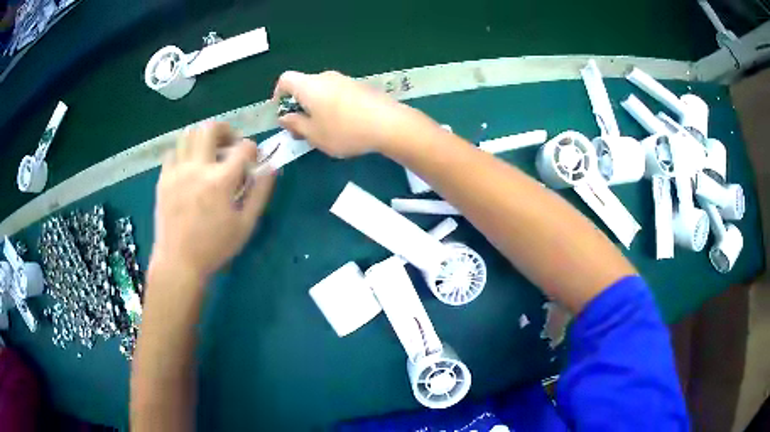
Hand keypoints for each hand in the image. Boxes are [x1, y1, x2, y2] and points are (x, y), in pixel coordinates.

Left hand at [151, 122, 274, 280]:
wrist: (178, 262)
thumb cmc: (215, 246)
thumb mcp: (245, 224)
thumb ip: (260, 192)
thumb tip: (271, 166)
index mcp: (221, 180)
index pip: (244, 147)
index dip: (253, 149)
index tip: (252, 160)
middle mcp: (198, 168)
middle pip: (211, 128)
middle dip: (226, 130)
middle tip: (229, 144)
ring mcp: (177, 171)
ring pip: (188, 134)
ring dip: (203, 138)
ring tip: (208, 153)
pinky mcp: (163, 179)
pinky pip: (172, 152)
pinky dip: (183, 153)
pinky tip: (188, 167)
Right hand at [274, 71, 429, 157]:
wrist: (389, 123)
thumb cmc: (344, 130)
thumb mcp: (314, 134)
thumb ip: (295, 124)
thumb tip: (284, 117)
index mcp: (309, 85)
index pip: (285, 79)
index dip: (278, 94)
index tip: (283, 113)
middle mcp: (326, 77)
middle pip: (304, 85)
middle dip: (298, 105)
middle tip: (302, 128)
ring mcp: (346, 80)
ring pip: (322, 90)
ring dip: (316, 107)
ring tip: (323, 130)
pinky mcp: (361, 87)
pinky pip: (338, 93)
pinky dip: (333, 106)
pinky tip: (344, 125)